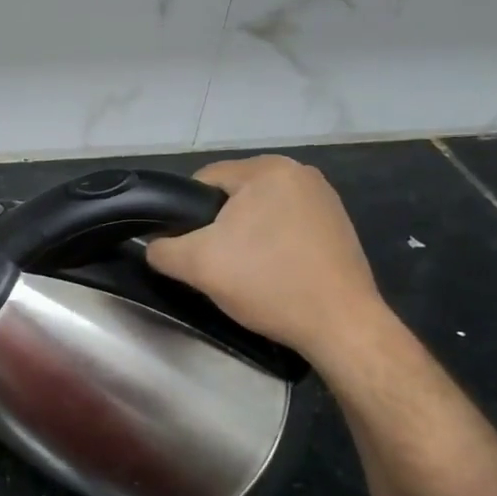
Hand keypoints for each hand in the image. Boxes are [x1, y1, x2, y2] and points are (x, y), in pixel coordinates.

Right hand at [145, 155, 385, 366]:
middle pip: (233, 195)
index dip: (184, 213)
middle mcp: (300, 173)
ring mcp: (325, 199)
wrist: (341, 326)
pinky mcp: (338, 226)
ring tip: (242, 272)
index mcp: (268, 169)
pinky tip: (273, 274)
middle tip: (213, 264)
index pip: (203, 179)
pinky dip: (273, 245)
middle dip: (217, 227)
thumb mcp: (197, 265)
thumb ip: (162, 249)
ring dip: (245, 237)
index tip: (185, 248)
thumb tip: (155, 244)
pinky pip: (287, 226)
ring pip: (260, 212)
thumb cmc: (268, 283)